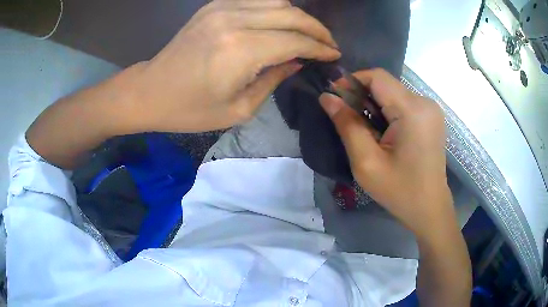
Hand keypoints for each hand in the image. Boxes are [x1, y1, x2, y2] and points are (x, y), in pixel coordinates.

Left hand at [118, 0, 339, 133]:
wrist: (150, 91)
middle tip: (328, 44)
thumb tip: (298, 61)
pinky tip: (281, 21)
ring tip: (308, 33)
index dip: (320, 47)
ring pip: (277, 1)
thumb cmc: (190, 109)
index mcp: (240, 50)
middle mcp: (234, 20)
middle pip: (291, 14)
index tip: (334, 55)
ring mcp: (222, 7)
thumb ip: (274, 79)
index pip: (295, 41)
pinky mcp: (214, 5)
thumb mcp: (238, 108)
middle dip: (317, 29)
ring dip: (298, 16)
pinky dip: (276, 7)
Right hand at [319, 69, 452, 237]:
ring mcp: (431, 110)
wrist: (429, 208)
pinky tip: (382, 132)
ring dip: (374, 105)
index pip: (377, 76)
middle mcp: (425, 102)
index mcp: (412, 110)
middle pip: (386, 84)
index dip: (352, 80)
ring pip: (393, 93)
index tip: (335, 98)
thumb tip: (327, 97)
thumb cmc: (400, 191)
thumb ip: (347, 125)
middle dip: (362, 96)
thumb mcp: (367, 162)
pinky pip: (403, 103)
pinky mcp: (431, 117)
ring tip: (364, 130)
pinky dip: (387, 111)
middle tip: (346, 119)